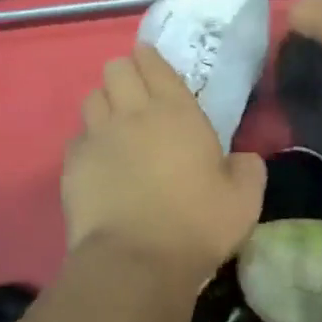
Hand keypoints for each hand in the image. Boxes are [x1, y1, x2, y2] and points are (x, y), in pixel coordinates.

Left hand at [62, 44, 266, 276]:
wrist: (135, 261)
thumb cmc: (196, 225)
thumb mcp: (244, 200)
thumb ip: (249, 169)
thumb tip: (244, 159)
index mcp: (176, 112)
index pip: (153, 63)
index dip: (150, 59)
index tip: (152, 65)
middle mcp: (132, 113)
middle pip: (115, 69)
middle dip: (125, 74)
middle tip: (137, 97)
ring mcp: (97, 136)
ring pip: (92, 98)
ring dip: (105, 104)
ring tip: (116, 126)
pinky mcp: (72, 164)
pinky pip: (78, 137)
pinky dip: (88, 142)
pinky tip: (100, 162)